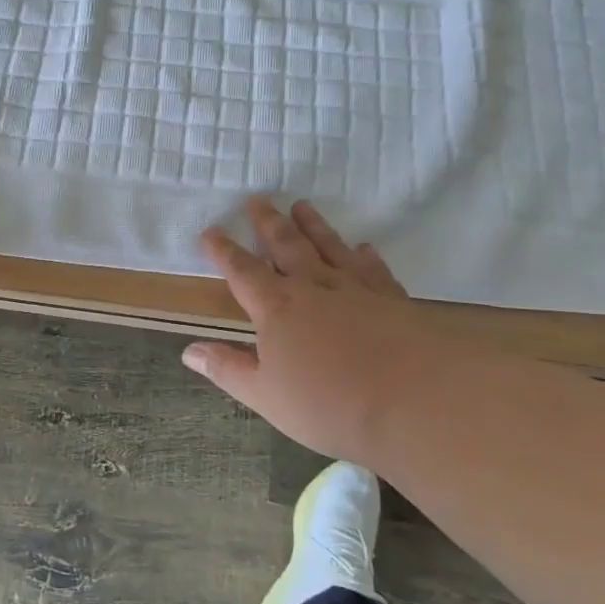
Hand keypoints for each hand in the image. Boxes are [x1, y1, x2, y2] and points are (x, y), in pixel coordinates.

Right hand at [181, 198, 465, 465]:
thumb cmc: (329, 404)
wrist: (415, 400)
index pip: (242, 271)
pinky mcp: (393, 299)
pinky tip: (364, 248)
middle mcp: (313, 287)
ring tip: (302, 205)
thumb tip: (189, 352)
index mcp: (276, 308)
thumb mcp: (266, 395)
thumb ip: (228, 370)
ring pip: (328, 247)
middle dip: (268, 223)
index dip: (224, 251)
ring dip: (313, 226)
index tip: (211, 230)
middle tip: (258, 200)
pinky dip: (364, 255)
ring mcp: (356, 289)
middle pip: (285, 246)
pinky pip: (373, 268)